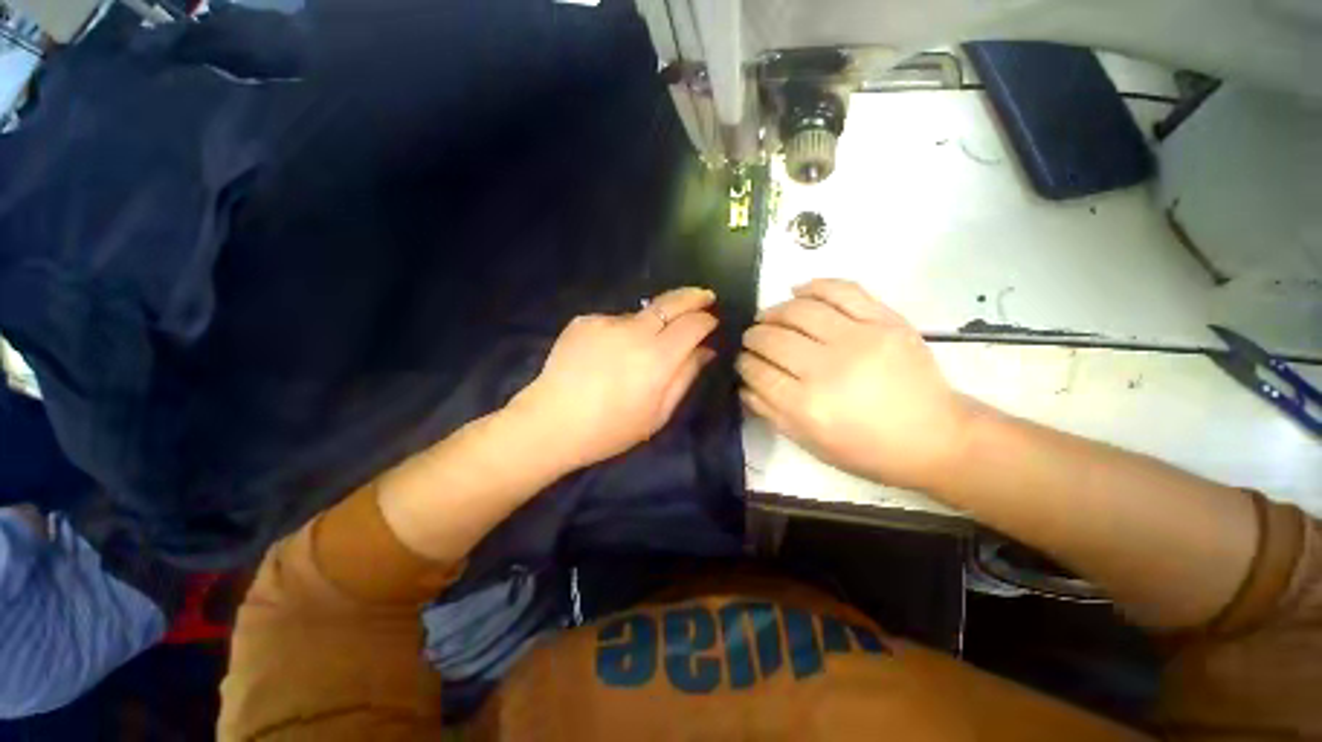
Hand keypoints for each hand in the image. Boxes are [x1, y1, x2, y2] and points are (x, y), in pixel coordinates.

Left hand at [512, 287, 718, 469]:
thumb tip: (705, 350)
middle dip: (693, 296)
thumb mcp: (658, 414)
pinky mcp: (585, 320)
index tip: (712, 321)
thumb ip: (685, 376)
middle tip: (705, 296)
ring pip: (641, 315)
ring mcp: (606, 322)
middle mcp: (634, 331)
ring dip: (650, 324)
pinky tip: (608, 355)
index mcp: (657, 359)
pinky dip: (620, 333)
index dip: (707, 320)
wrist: (551, 422)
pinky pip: (614, 322)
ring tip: (638, 351)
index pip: (693, 325)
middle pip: (671, 302)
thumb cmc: (610, 429)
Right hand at [737, 279, 975, 490]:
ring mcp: (858, 339)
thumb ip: (770, 412)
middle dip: (752, 336)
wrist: (935, 437)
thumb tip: (742, 384)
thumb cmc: (867, 449)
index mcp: (807, 405)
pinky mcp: (884, 321)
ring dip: (773, 311)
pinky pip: (841, 290)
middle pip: (772, 339)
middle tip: (751, 339)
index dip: (742, 362)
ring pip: (799, 311)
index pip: (756, 371)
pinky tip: (797, 291)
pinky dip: (814, 286)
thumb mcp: (810, 443)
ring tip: (768, 316)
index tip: (741, 360)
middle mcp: (827, 368)